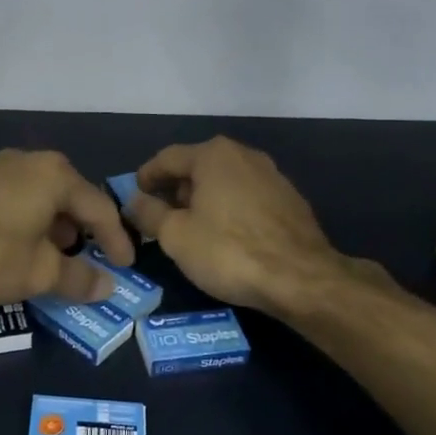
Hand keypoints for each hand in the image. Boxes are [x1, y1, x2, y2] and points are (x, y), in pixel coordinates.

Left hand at [0, 149, 135, 306]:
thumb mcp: (39, 273)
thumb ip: (78, 278)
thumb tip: (107, 287)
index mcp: (55, 175)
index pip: (100, 208)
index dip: (116, 240)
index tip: (126, 265)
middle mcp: (28, 161)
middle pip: (69, 196)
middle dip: (83, 230)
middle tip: (91, 257)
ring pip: (38, 197)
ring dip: (52, 227)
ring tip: (53, 256)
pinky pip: (13, 200)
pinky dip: (25, 223)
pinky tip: (16, 247)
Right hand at [127, 136, 369, 316]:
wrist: (301, 279)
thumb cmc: (228, 251)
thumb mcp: (175, 235)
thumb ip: (149, 213)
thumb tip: (134, 201)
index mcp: (213, 155)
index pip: (167, 158)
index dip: (145, 177)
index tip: (134, 196)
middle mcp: (244, 155)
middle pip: (198, 167)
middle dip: (175, 190)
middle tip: (159, 217)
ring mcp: (272, 176)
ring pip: (224, 183)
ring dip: (203, 201)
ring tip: (190, 229)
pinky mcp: (290, 201)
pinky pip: (246, 199)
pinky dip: (228, 210)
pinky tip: (224, 237)